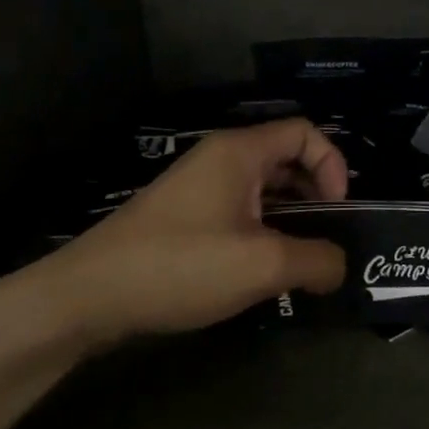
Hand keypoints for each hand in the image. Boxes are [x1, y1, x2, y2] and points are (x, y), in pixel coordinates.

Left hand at [16, 119, 349, 349]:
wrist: (88, 295)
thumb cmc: (181, 265)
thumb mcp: (262, 266)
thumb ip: (315, 260)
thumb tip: (339, 267)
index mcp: (240, 152)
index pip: (305, 132)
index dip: (332, 165)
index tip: (337, 210)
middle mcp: (221, 158)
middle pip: (286, 158)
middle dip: (315, 193)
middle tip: (326, 236)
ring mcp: (199, 186)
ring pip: (263, 188)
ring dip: (290, 216)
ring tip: (301, 258)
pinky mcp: (185, 215)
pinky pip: (240, 210)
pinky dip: (263, 230)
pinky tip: (263, 269)